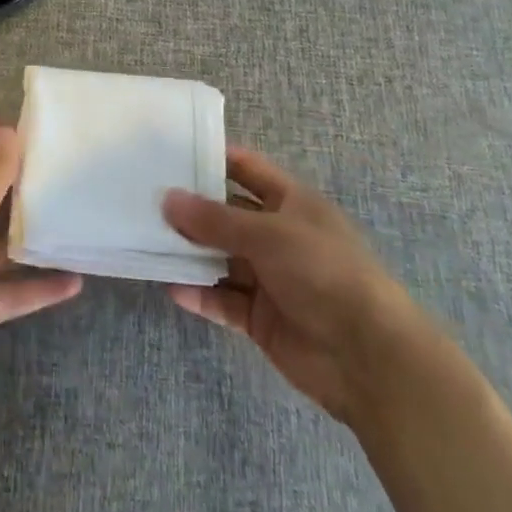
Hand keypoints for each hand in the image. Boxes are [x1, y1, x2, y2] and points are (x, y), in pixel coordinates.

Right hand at [163, 146, 423, 422]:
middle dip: (190, 209)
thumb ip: (214, 220)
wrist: (369, 358)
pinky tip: (170, 287)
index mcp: (290, 202)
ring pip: (220, 258)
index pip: (246, 168)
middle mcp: (277, 235)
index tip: (169, 153)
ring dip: (189, 253)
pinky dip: (199, 294)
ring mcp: (269, 278)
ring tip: (146, 241)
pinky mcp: (261, 318)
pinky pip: (223, 299)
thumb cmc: (324, 273)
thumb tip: (167, 199)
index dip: (212, 158)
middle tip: (143, 198)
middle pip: (226, 215)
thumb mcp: (268, 234)